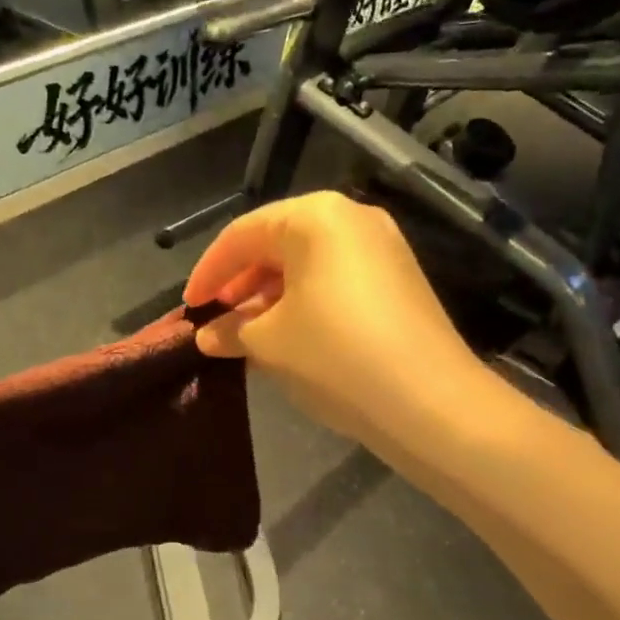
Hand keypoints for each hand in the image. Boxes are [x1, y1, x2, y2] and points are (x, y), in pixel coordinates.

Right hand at [184, 192, 490, 451]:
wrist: (430, 402)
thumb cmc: (335, 356)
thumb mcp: (269, 342)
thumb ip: (230, 330)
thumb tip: (208, 335)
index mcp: (315, 217)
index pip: (243, 235)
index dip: (208, 272)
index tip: (189, 308)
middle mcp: (351, 218)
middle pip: (277, 243)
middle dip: (241, 283)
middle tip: (217, 320)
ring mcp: (382, 247)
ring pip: (308, 264)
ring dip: (271, 297)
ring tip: (247, 334)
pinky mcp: (400, 279)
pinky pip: (336, 279)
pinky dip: (304, 302)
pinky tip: (288, 336)